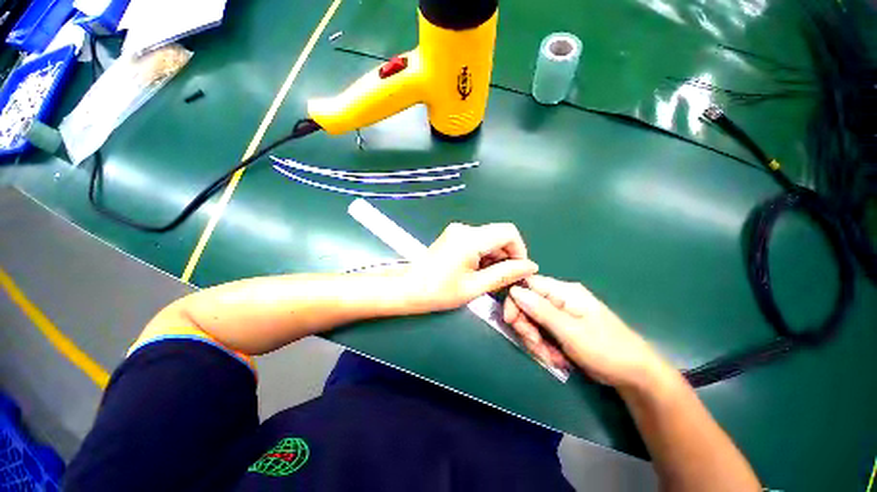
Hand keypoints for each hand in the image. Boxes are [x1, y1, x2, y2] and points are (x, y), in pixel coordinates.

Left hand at [401, 223, 537, 313]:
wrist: (408, 289)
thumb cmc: (438, 292)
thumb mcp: (475, 287)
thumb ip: (505, 275)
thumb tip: (529, 267)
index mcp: (470, 239)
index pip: (509, 232)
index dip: (519, 250)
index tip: (517, 270)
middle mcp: (464, 229)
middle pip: (500, 234)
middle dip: (507, 255)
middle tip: (502, 278)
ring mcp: (457, 231)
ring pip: (490, 238)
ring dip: (495, 257)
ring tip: (486, 277)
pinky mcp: (453, 236)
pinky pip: (478, 240)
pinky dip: (484, 254)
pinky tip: (476, 270)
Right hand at [504, 276, 672, 388]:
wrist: (634, 374)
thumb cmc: (606, 349)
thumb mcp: (571, 331)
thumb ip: (541, 310)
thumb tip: (514, 291)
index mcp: (563, 292)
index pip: (527, 285)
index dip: (514, 300)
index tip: (510, 321)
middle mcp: (559, 299)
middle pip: (526, 305)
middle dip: (527, 328)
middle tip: (536, 345)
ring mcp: (560, 314)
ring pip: (532, 322)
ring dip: (536, 342)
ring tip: (552, 358)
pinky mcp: (561, 328)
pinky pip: (541, 333)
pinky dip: (544, 347)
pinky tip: (557, 359)